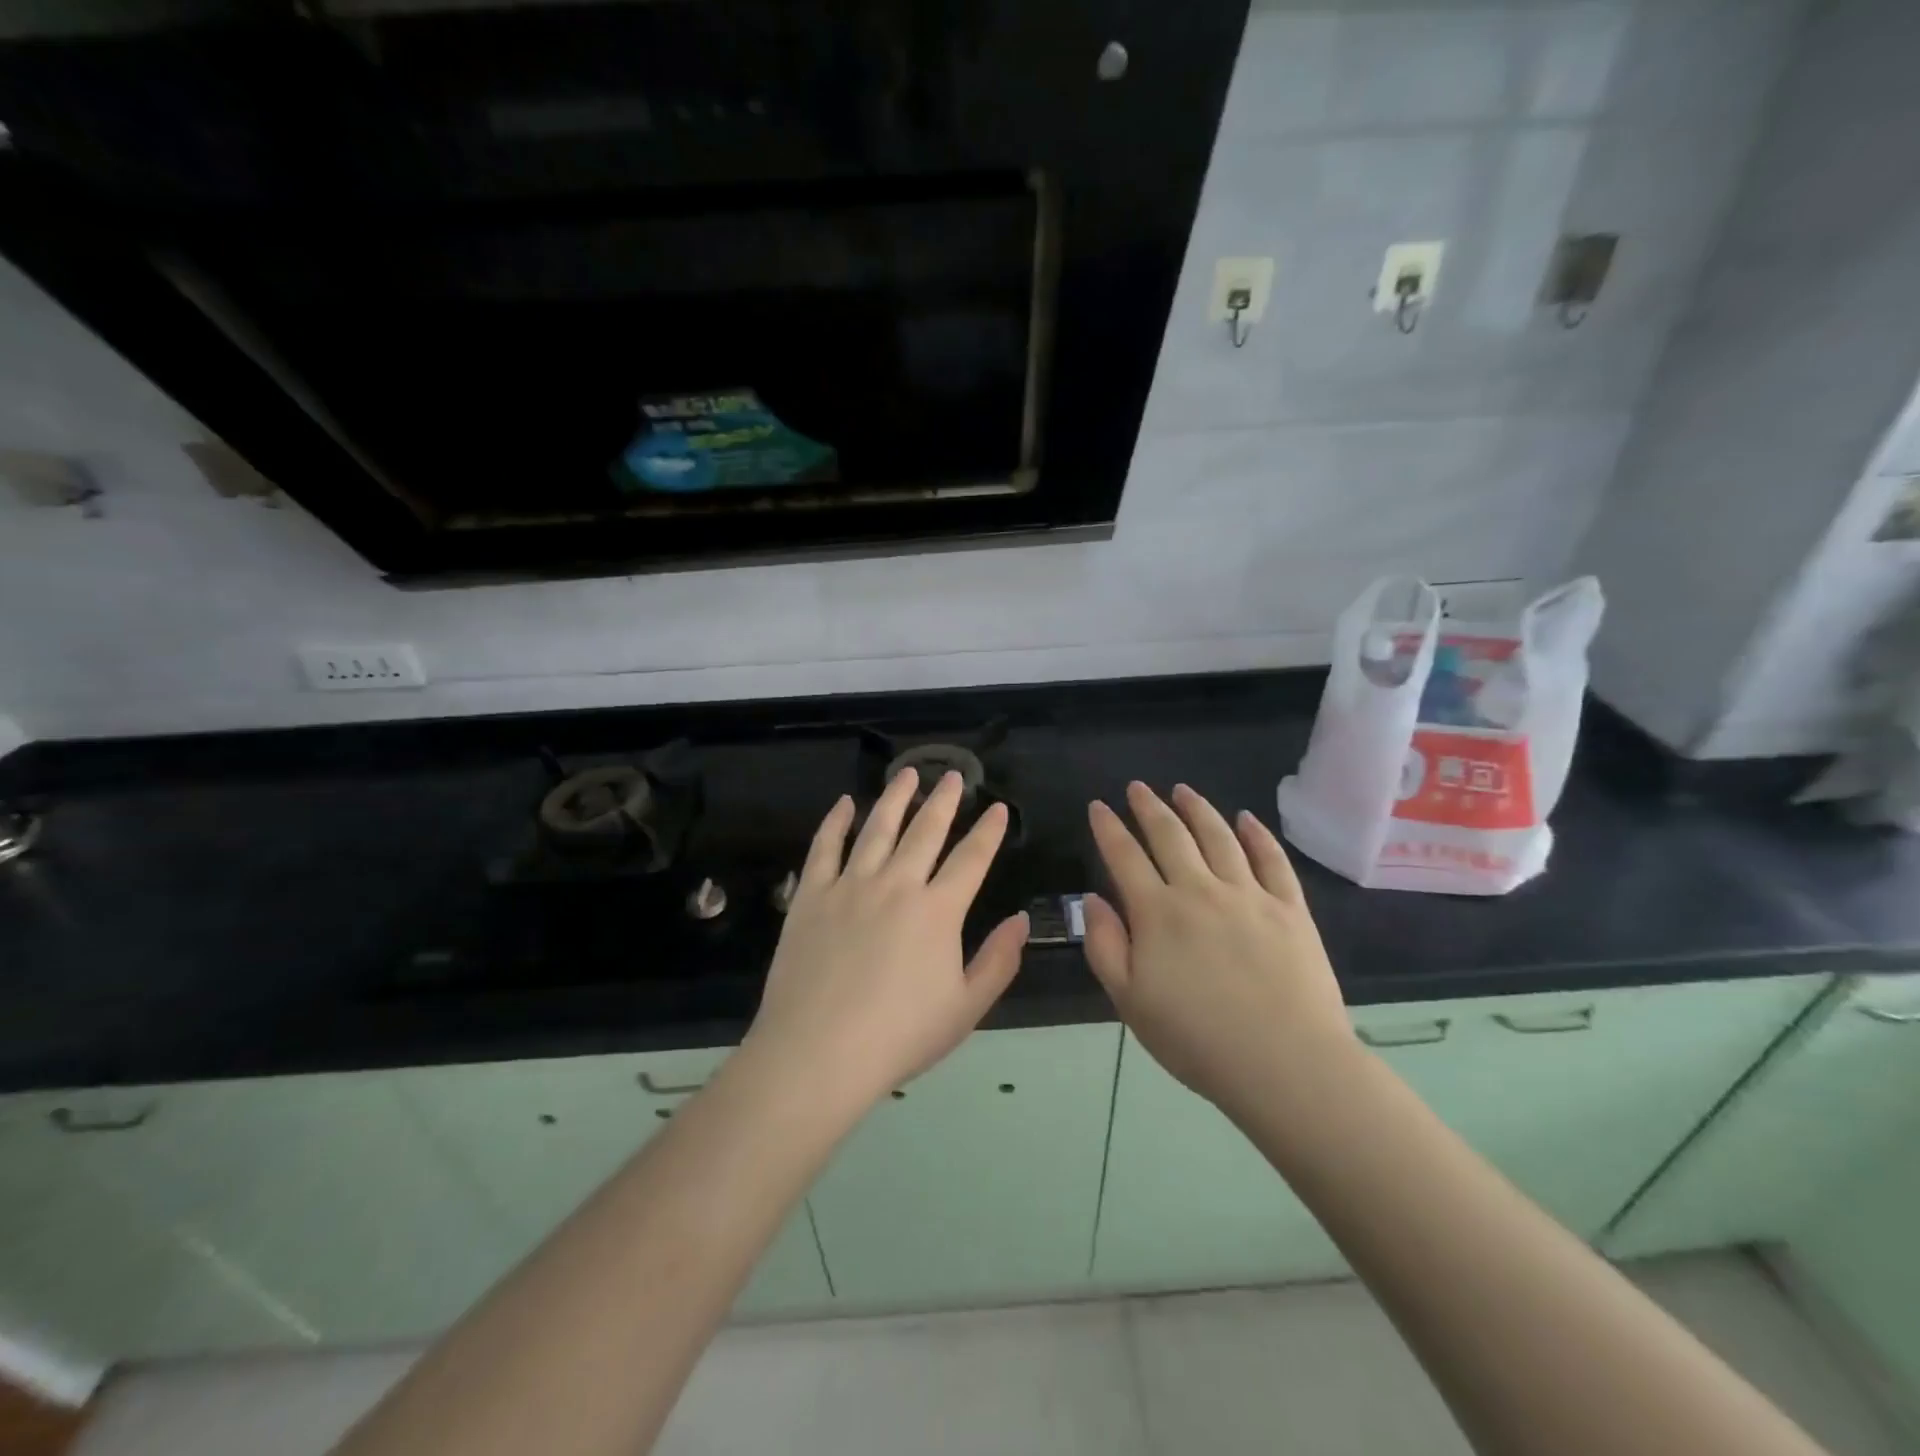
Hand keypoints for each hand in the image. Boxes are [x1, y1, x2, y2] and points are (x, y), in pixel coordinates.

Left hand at [746, 767, 1029, 1110]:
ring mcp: (850, 885)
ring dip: (895, 797)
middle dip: (943, 800)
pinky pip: (825, 847)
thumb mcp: (966, 1008)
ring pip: (877, 827)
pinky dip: (836, 821)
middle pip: (925, 831)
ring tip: (907, 773)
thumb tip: (1021, 920)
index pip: (971, 858)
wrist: (818, 1053)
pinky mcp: (811, 895)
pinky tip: (845, 804)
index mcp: (938, 910)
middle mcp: (897, 884)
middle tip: (952, 775)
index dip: (988, 831)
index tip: (997, 807)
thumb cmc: (900, 1036)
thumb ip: (998, 961)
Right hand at [1083, 782, 1356, 1118]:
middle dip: (1149, 807)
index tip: (1098, 806)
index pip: (1125, 856)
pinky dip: (1257, 834)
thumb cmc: (1197, 1040)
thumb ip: (1105, 946)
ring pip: (1219, 836)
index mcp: (1158, 913)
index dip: (1108, 828)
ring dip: (1197, 809)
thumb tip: (1094, 899)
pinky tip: (1246, 818)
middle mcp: (1200, 890)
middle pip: (1170, 835)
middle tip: (1137, 787)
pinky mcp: (1289, 908)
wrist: (1285, 1064)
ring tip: (1183, 790)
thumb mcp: (1130, 1001)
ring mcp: (1249, 894)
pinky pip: (1272, 859)